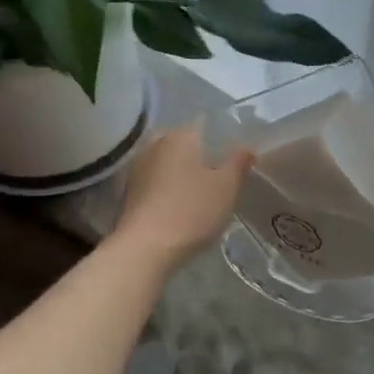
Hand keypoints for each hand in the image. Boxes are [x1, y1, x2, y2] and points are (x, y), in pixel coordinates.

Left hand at [112, 122, 253, 268]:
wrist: (144, 249)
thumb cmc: (191, 210)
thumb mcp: (227, 187)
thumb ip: (238, 163)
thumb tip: (247, 147)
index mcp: (181, 135)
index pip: (204, 124)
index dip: (220, 137)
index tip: (232, 154)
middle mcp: (155, 144)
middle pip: (182, 142)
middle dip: (198, 154)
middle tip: (217, 173)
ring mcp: (137, 168)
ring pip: (166, 162)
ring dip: (180, 172)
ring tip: (199, 191)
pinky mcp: (127, 192)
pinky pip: (154, 181)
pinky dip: (166, 188)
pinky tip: (178, 205)